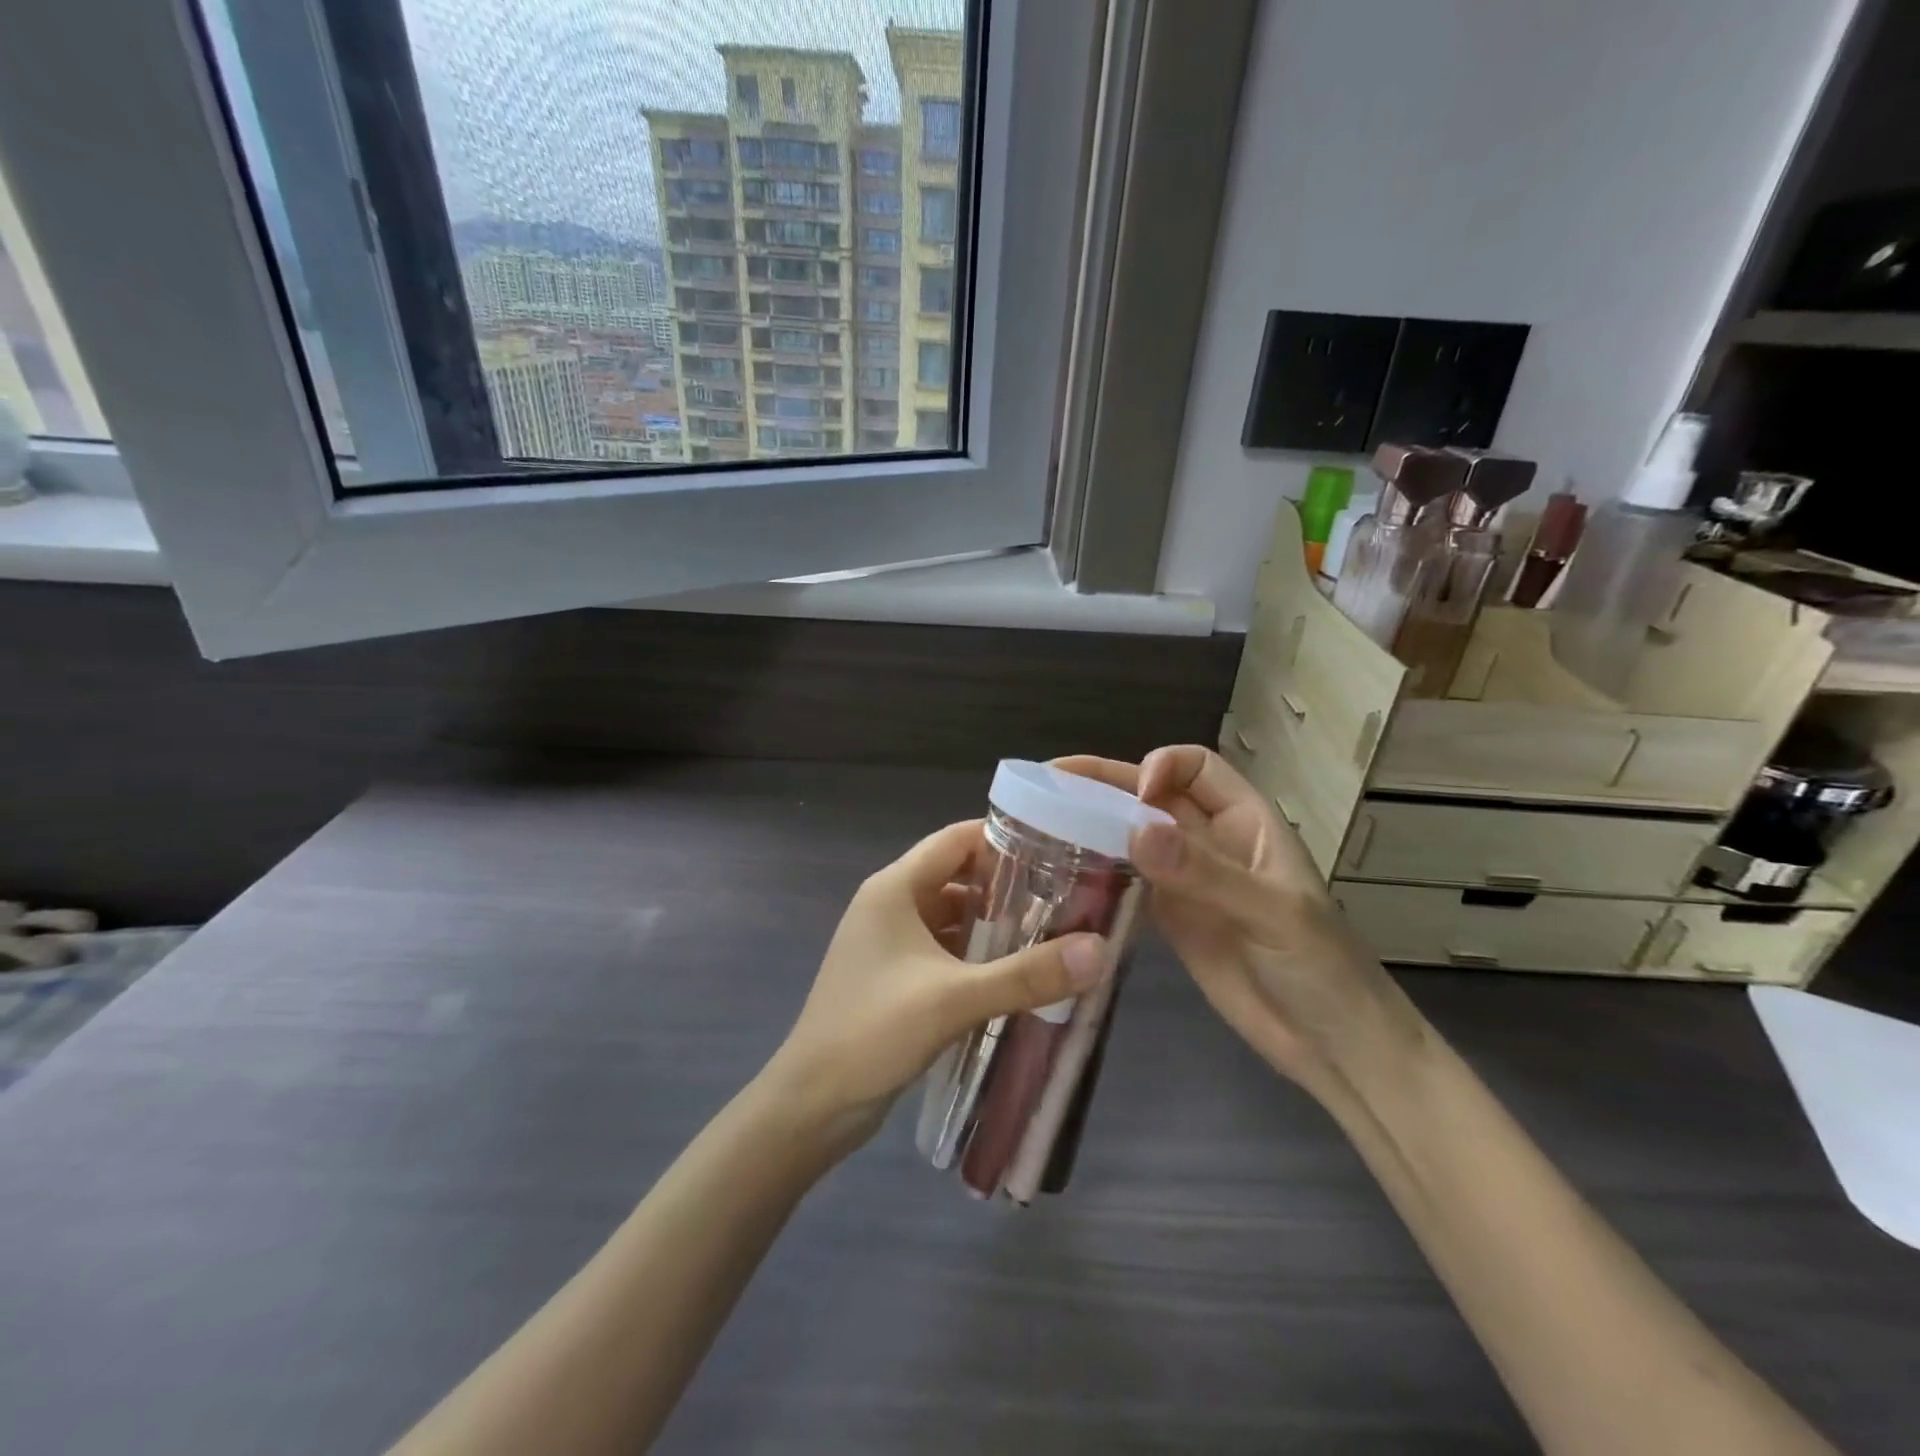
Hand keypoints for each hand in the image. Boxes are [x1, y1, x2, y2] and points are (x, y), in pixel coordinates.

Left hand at [764, 819, 1107, 1146]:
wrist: (811, 1105)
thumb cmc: (873, 1032)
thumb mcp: (954, 999)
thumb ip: (1026, 974)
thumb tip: (1099, 949)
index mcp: (894, 888)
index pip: (956, 841)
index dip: (1005, 840)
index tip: (1058, 851)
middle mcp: (890, 904)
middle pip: (958, 876)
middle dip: (1008, 885)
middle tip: (1066, 897)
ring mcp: (890, 942)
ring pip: (953, 915)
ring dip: (994, 923)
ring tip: (1052, 933)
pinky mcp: (896, 975)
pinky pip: (944, 948)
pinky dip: (977, 953)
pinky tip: (1014, 973)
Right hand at [1057, 747, 1422, 1095]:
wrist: (1332, 1047)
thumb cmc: (1323, 970)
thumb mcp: (1274, 915)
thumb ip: (1208, 874)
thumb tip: (1136, 831)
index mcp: (1247, 822)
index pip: (1197, 767)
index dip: (1161, 766)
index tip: (1134, 796)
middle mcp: (1211, 842)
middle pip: (1152, 796)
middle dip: (1104, 785)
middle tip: (1047, 785)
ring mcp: (1187, 882)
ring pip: (1133, 837)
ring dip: (1093, 826)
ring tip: (1040, 824)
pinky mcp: (1170, 920)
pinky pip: (1127, 883)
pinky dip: (1098, 875)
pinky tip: (1062, 877)